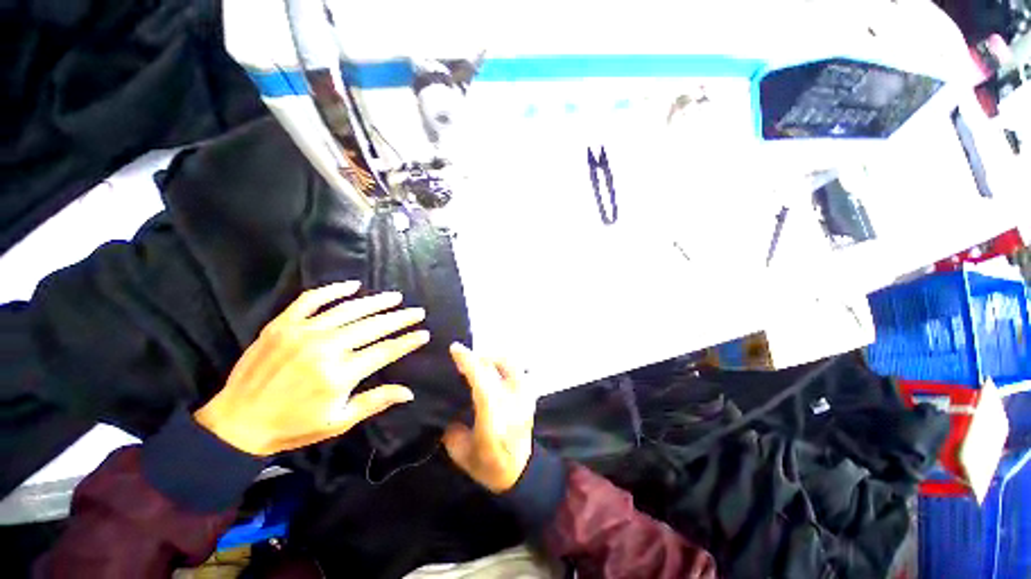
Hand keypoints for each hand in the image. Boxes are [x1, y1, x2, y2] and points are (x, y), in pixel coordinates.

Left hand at [194, 281, 428, 455]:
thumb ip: (375, 401)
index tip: (424, 334)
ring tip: (395, 297)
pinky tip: (353, 285)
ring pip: (349, 309)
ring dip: (376, 302)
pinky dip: (334, 290)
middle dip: (400, 318)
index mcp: (340, 374)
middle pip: (373, 326)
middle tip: (417, 312)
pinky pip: (312, 300)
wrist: (236, 422)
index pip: (385, 351)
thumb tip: (409, 392)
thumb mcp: (338, 421)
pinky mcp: (283, 324)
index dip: (407, 341)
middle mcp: (325, 348)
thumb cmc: (292, 426)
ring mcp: (302, 332)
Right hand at [443, 343, 535, 492]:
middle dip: (478, 358)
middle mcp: (513, 405)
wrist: (520, 473)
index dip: (469, 363)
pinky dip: (503, 365)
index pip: (483, 384)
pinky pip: (517, 370)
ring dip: (492, 358)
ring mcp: (526, 399)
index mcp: (494, 421)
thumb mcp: (460, 452)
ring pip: (512, 364)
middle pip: (498, 368)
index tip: (455, 349)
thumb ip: (452, 425)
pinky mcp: (531, 396)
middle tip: (464, 359)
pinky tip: (493, 373)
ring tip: (479, 364)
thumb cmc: (488, 467)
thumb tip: (449, 402)